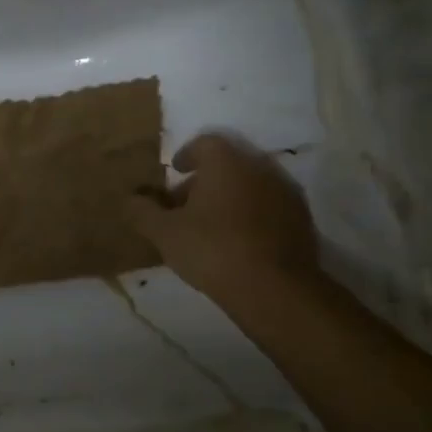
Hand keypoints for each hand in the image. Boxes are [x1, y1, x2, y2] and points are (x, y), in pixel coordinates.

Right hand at [125, 133, 319, 301]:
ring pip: (250, 185)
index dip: (187, 155)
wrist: (275, 289)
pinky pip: (268, 206)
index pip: (205, 143)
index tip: (175, 170)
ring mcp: (286, 193)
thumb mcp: (164, 232)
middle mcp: (260, 168)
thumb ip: (142, 211)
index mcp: (226, 163)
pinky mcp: (301, 220)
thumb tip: (130, 198)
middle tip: (184, 205)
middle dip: (204, 180)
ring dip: (228, 198)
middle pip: (228, 165)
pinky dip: (250, 214)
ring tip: (209, 226)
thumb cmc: (212, 249)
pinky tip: (237, 241)